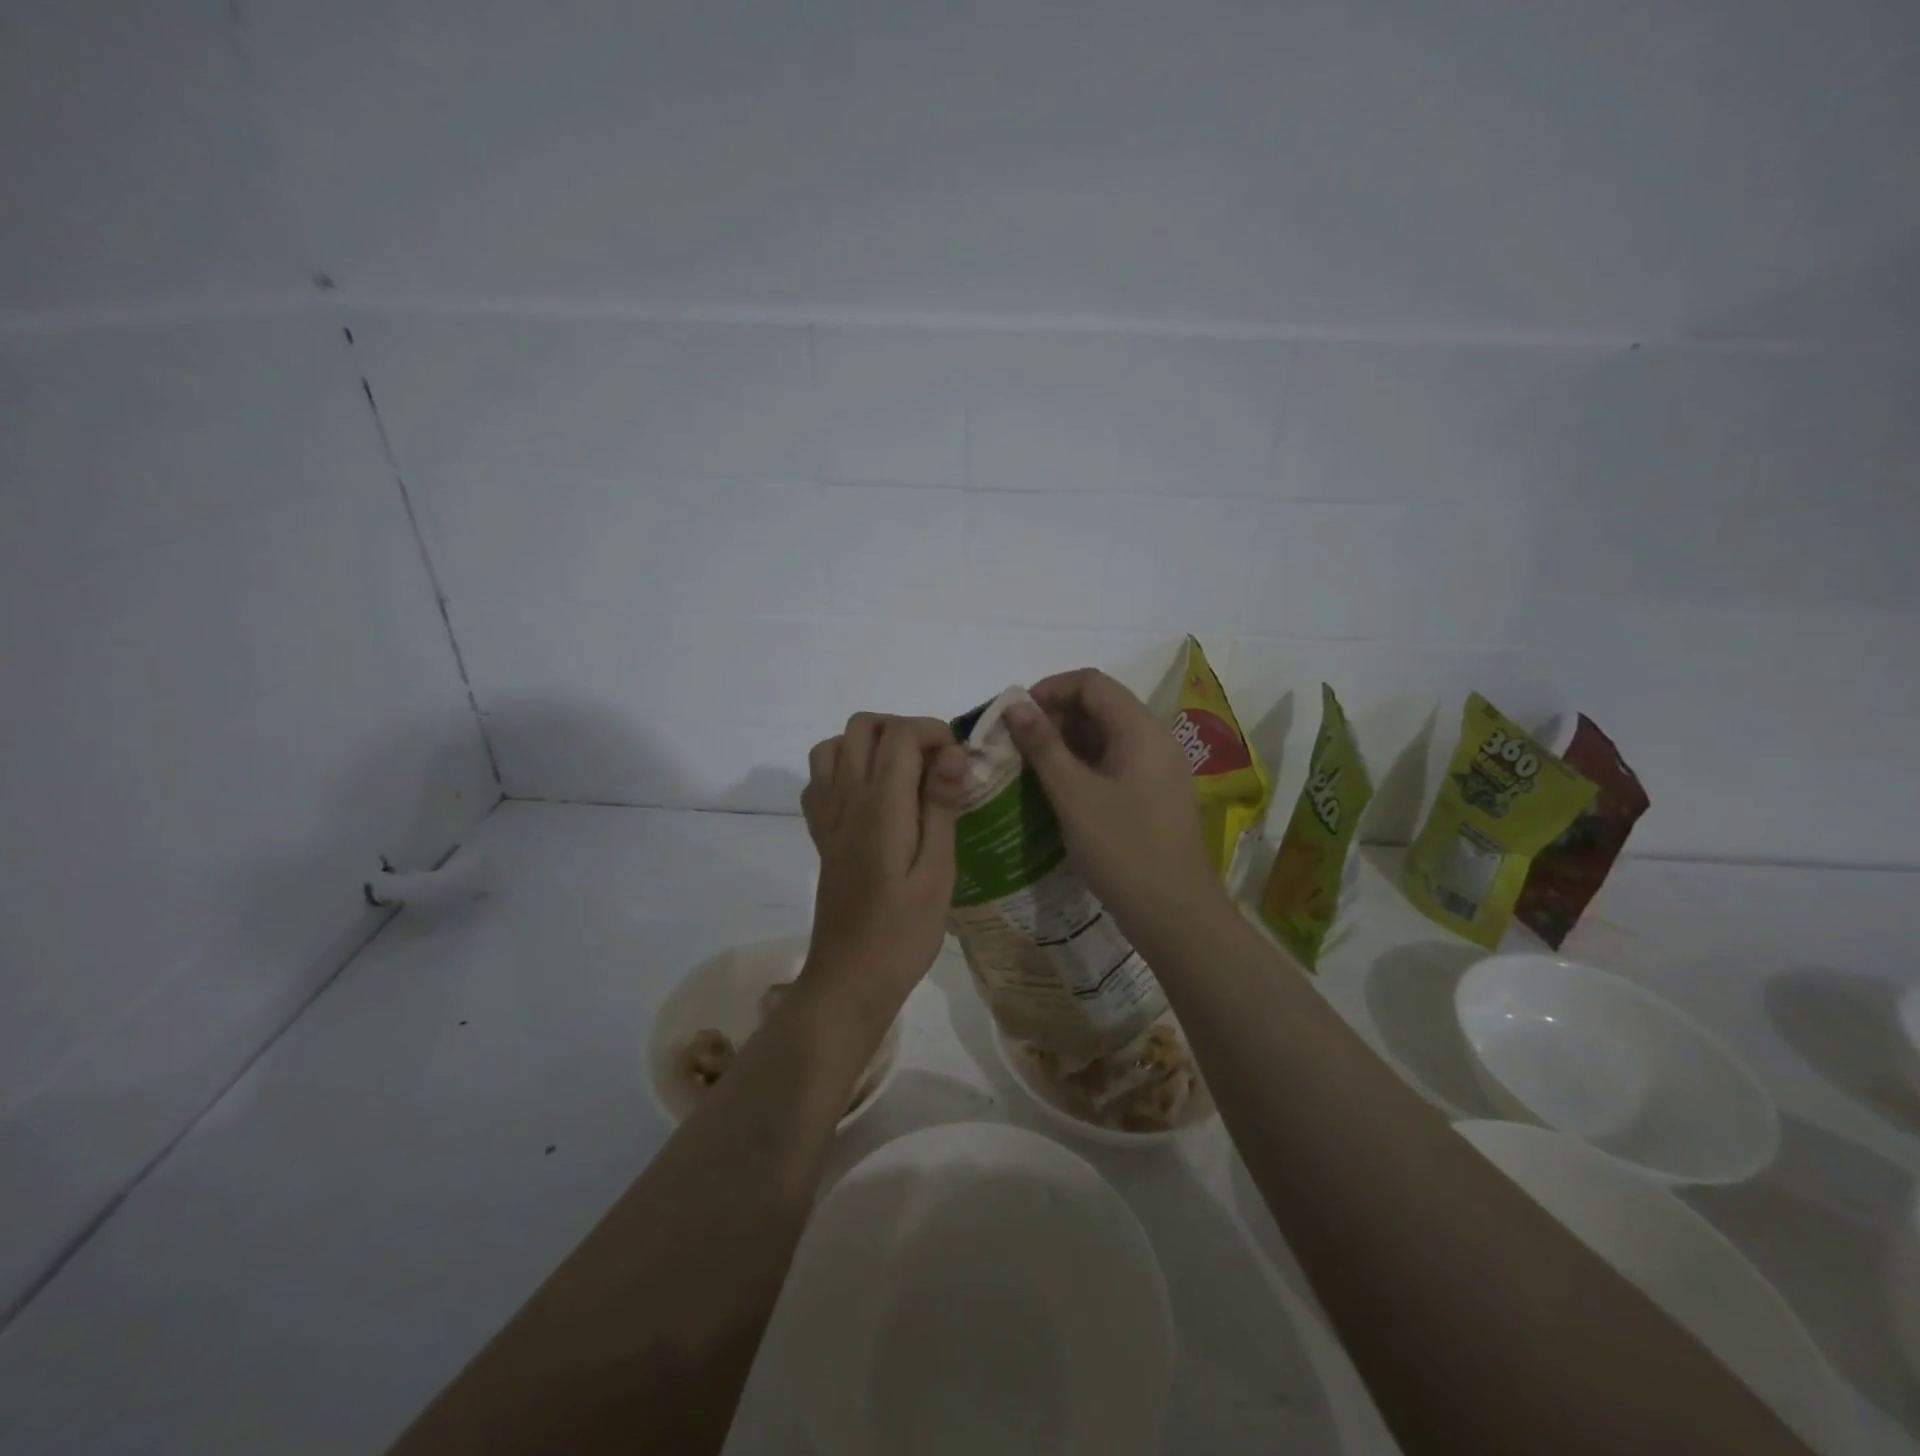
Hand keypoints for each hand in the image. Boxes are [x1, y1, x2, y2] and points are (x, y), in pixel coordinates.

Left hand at [800, 714, 966, 1023]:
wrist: (850, 978)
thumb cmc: (904, 931)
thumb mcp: (938, 871)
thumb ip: (941, 806)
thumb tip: (952, 752)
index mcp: (880, 805)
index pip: (900, 733)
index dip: (933, 732)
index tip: (958, 762)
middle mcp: (846, 798)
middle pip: (863, 726)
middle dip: (903, 730)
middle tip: (934, 765)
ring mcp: (826, 815)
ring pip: (835, 745)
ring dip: (870, 745)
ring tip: (903, 775)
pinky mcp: (820, 834)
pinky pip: (820, 778)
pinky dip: (844, 769)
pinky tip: (870, 797)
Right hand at [1004, 670, 1226, 938]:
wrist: (1174, 913)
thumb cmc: (1122, 849)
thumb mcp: (1074, 795)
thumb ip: (1044, 746)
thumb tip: (1017, 705)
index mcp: (1140, 730)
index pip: (1092, 683)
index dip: (1050, 689)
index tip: (1016, 715)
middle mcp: (1154, 740)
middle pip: (1101, 706)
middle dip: (1056, 716)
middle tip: (1018, 743)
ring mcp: (1158, 768)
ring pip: (1107, 735)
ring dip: (1067, 741)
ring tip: (1031, 765)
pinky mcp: (1154, 794)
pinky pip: (1115, 762)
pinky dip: (1084, 764)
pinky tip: (1058, 787)